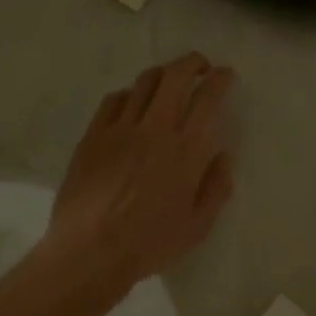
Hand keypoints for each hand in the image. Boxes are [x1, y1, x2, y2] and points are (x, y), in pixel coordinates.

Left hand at [45, 54, 235, 288]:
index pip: (208, 98)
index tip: (224, 75)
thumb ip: (216, 187)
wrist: (90, 252)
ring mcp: (120, 129)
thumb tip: (222, 156)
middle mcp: (155, 130)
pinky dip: (130, 94)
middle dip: (192, 63)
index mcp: (187, 151)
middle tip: (200, 66)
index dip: (219, 79)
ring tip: (169, 82)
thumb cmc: (150, 244)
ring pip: (144, 82)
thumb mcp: (198, 226)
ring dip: (162, 74)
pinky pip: (113, 100)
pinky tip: (132, 105)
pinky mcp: (92, 136)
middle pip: (175, 76)